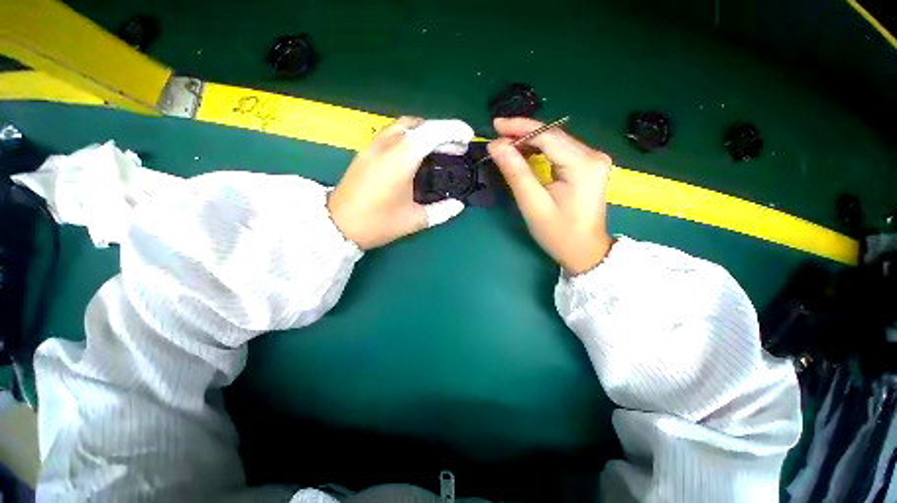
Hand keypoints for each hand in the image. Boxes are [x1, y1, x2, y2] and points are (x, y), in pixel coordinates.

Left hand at [328, 117, 474, 249]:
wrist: (336, 226)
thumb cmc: (377, 224)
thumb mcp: (413, 220)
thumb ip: (441, 211)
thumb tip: (458, 205)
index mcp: (399, 160)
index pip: (430, 133)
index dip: (452, 130)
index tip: (468, 137)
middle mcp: (385, 146)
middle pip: (417, 125)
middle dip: (442, 131)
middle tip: (457, 147)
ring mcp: (372, 147)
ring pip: (403, 126)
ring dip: (425, 131)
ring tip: (440, 148)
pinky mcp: (365, 153)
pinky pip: (392, 134)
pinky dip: (410, 137)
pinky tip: (417, 154)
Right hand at [488, 117, 613, 274]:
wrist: (585, 251)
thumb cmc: (558, 233)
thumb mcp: (533, 204)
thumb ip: (515, 172)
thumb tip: (496, 145)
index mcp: (583, 165)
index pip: (548, 136)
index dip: (520, 128)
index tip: (496, 125)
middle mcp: (593, 155)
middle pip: (553, 136)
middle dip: (523, 134)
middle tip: (497, 139)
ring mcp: (594, 160)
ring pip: (556, 142)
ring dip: (530, 142)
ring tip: (507, 147)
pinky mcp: (589, 166)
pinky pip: (561, 151)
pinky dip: (541, 151)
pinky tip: (526, 155)